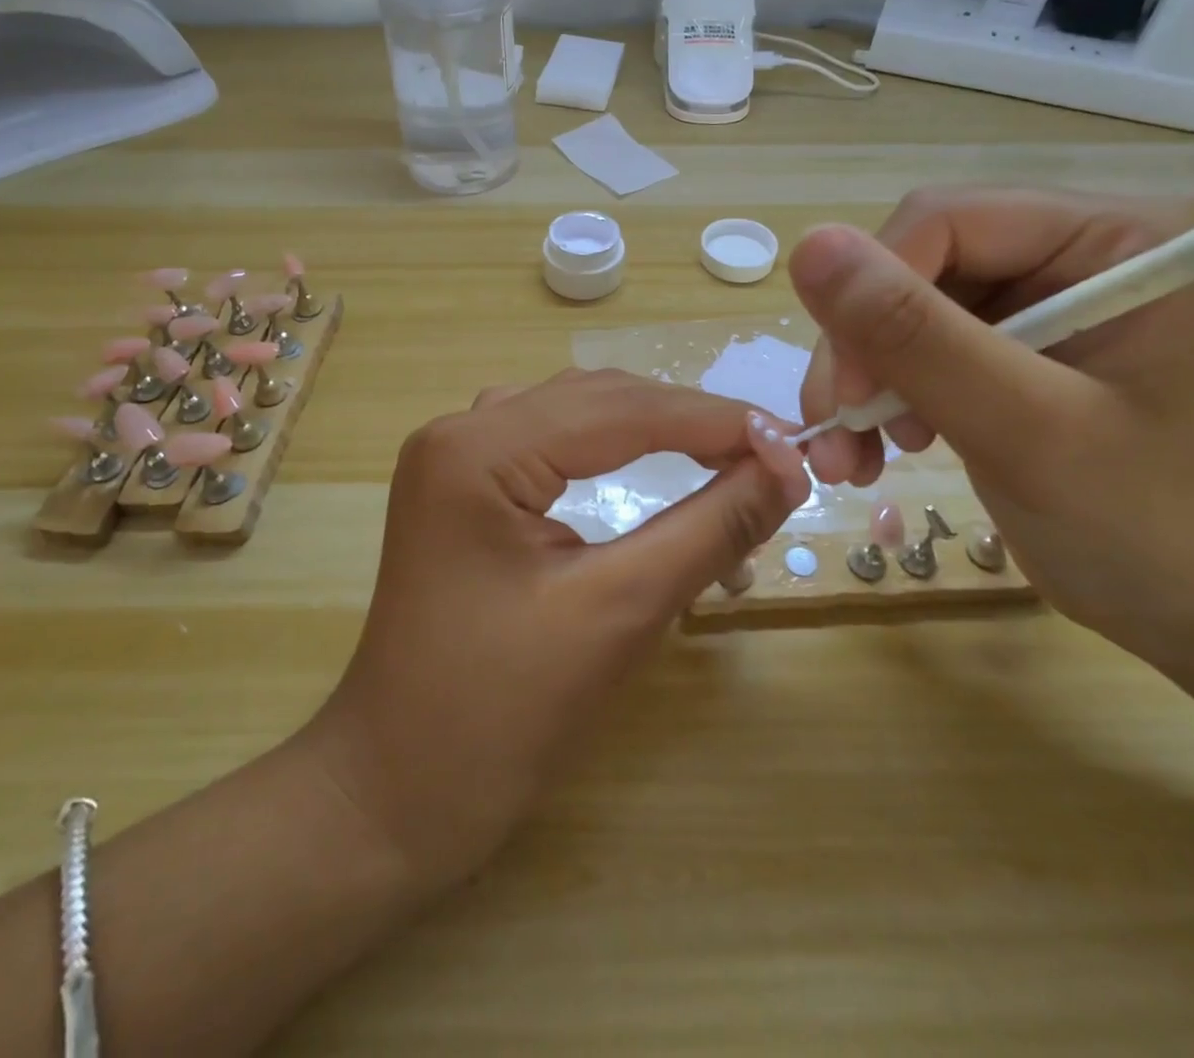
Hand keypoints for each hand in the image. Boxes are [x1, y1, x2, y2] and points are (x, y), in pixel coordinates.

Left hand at [308, 369, 810, 889]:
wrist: (395, 793)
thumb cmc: (500, 716)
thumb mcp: (620, 613)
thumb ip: (710, 528)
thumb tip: (789, 469)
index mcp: (479, 450)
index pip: (621, 409)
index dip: (716, 421)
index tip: (797, 441)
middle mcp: (460, 431)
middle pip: (598, 400)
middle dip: (689, 423)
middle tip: (772, 455)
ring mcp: (456, 457)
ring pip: (576, 414)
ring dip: (654, 430)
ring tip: (725, 457)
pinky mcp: (463, 487)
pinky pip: (551, 442)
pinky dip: (612, 449)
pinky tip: (649, 465)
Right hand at [791, 189, 1193, 659]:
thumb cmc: (1146, 525)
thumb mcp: (1025, 427)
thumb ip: (917, 335)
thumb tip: (808, 244)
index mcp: (1107, 238)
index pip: (943, 221)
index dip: (875, 294)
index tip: (847, 394)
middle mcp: (1064, 254)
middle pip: (910, 267)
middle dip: (860, 352)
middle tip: (836, 431)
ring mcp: (1030, 305)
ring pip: (895, 312)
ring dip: (858, 384)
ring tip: (852, 458)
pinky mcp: (1000, 353)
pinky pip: (907, 351)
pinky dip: (877, 401)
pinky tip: (880, 449)